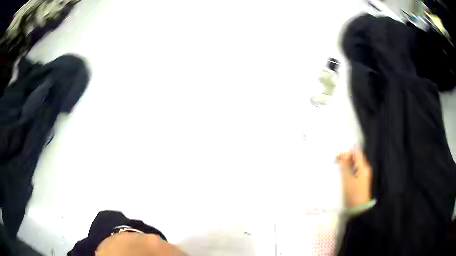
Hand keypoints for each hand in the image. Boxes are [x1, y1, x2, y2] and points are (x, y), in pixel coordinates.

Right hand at [336, 149, 372, 207]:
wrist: (359, 209)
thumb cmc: (353, 193)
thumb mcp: (347, 179)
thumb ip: (344, 166)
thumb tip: (341, 154)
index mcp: (363, 166)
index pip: (356, 152)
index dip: (347, 152)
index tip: (337, 157)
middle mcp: (365, 168)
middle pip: (355, 158)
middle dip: (346, 159)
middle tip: (336, 163)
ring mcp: (363, 175)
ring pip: (354, 165)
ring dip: (346, 165)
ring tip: (338, 169)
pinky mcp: (361, 181)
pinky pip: (354, 171)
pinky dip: (348, 171)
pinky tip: (343, 176)